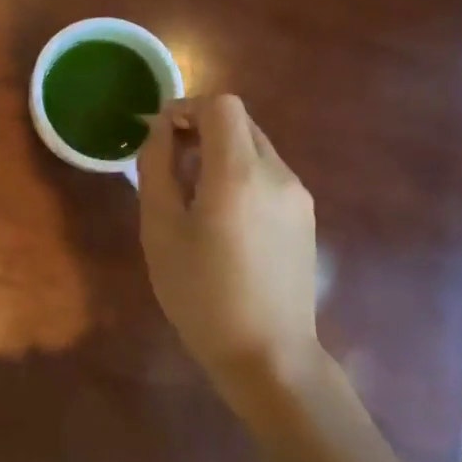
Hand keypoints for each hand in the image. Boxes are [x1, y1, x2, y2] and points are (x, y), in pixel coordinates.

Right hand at [137, 95, 321, 403]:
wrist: (268, 356)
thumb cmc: (202, 295)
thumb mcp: (160, 230)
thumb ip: (156, 167)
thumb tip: (160, 130)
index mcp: (238, 173)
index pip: (222, 105)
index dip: (188, 107)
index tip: (162, 134)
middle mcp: (276, 173)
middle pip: (240, 122)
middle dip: (202, 128)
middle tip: (171, 162)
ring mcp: (297, 195)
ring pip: (256, 147)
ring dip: (222, 151)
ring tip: (194, 194)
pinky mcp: (305, 217)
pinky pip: (269, 174)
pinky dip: (241, 174)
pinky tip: (225, 218)